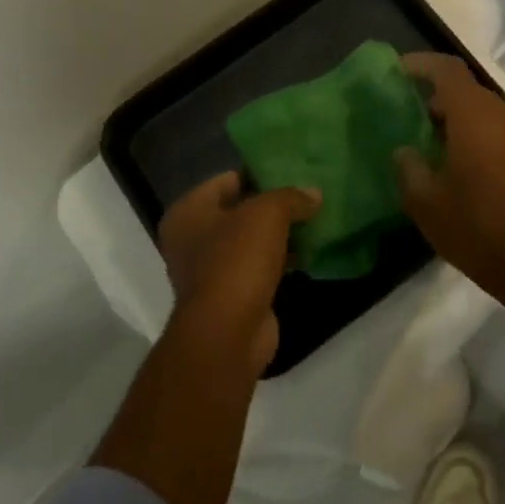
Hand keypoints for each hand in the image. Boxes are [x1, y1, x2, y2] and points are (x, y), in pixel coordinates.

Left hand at [159, 173, 318, 375]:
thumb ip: (291, 197)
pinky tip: (309, 252)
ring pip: (252, 240)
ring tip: (316, 219)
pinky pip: (260, 266)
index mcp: (188, 212)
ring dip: (281, 233)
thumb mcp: (268, 214)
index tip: (293, 170)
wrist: (228, 333)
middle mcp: (192, 239)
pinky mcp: (233, 295)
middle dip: (274, 205)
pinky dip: (282, 259)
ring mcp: (211, 270)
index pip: (227, 179)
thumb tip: (313, 194)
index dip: (260, 172)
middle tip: (309, 194)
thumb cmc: (237, 261)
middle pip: (240, 210)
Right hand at [394, 53, 504, 321]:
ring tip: (425, 136)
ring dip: (454, 114)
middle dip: (435, 93)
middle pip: (465, 88)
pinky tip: (453, 157)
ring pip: (482, 107)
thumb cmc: (475, 227)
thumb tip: (405, 150)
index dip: (421, 65)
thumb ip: (409, 167)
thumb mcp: (425, 202)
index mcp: (475, 116)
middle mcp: (502, 114)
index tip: (396, 71)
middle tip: (405, 110)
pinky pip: (495, 125)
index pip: (448, 70)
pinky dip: (472, 129)